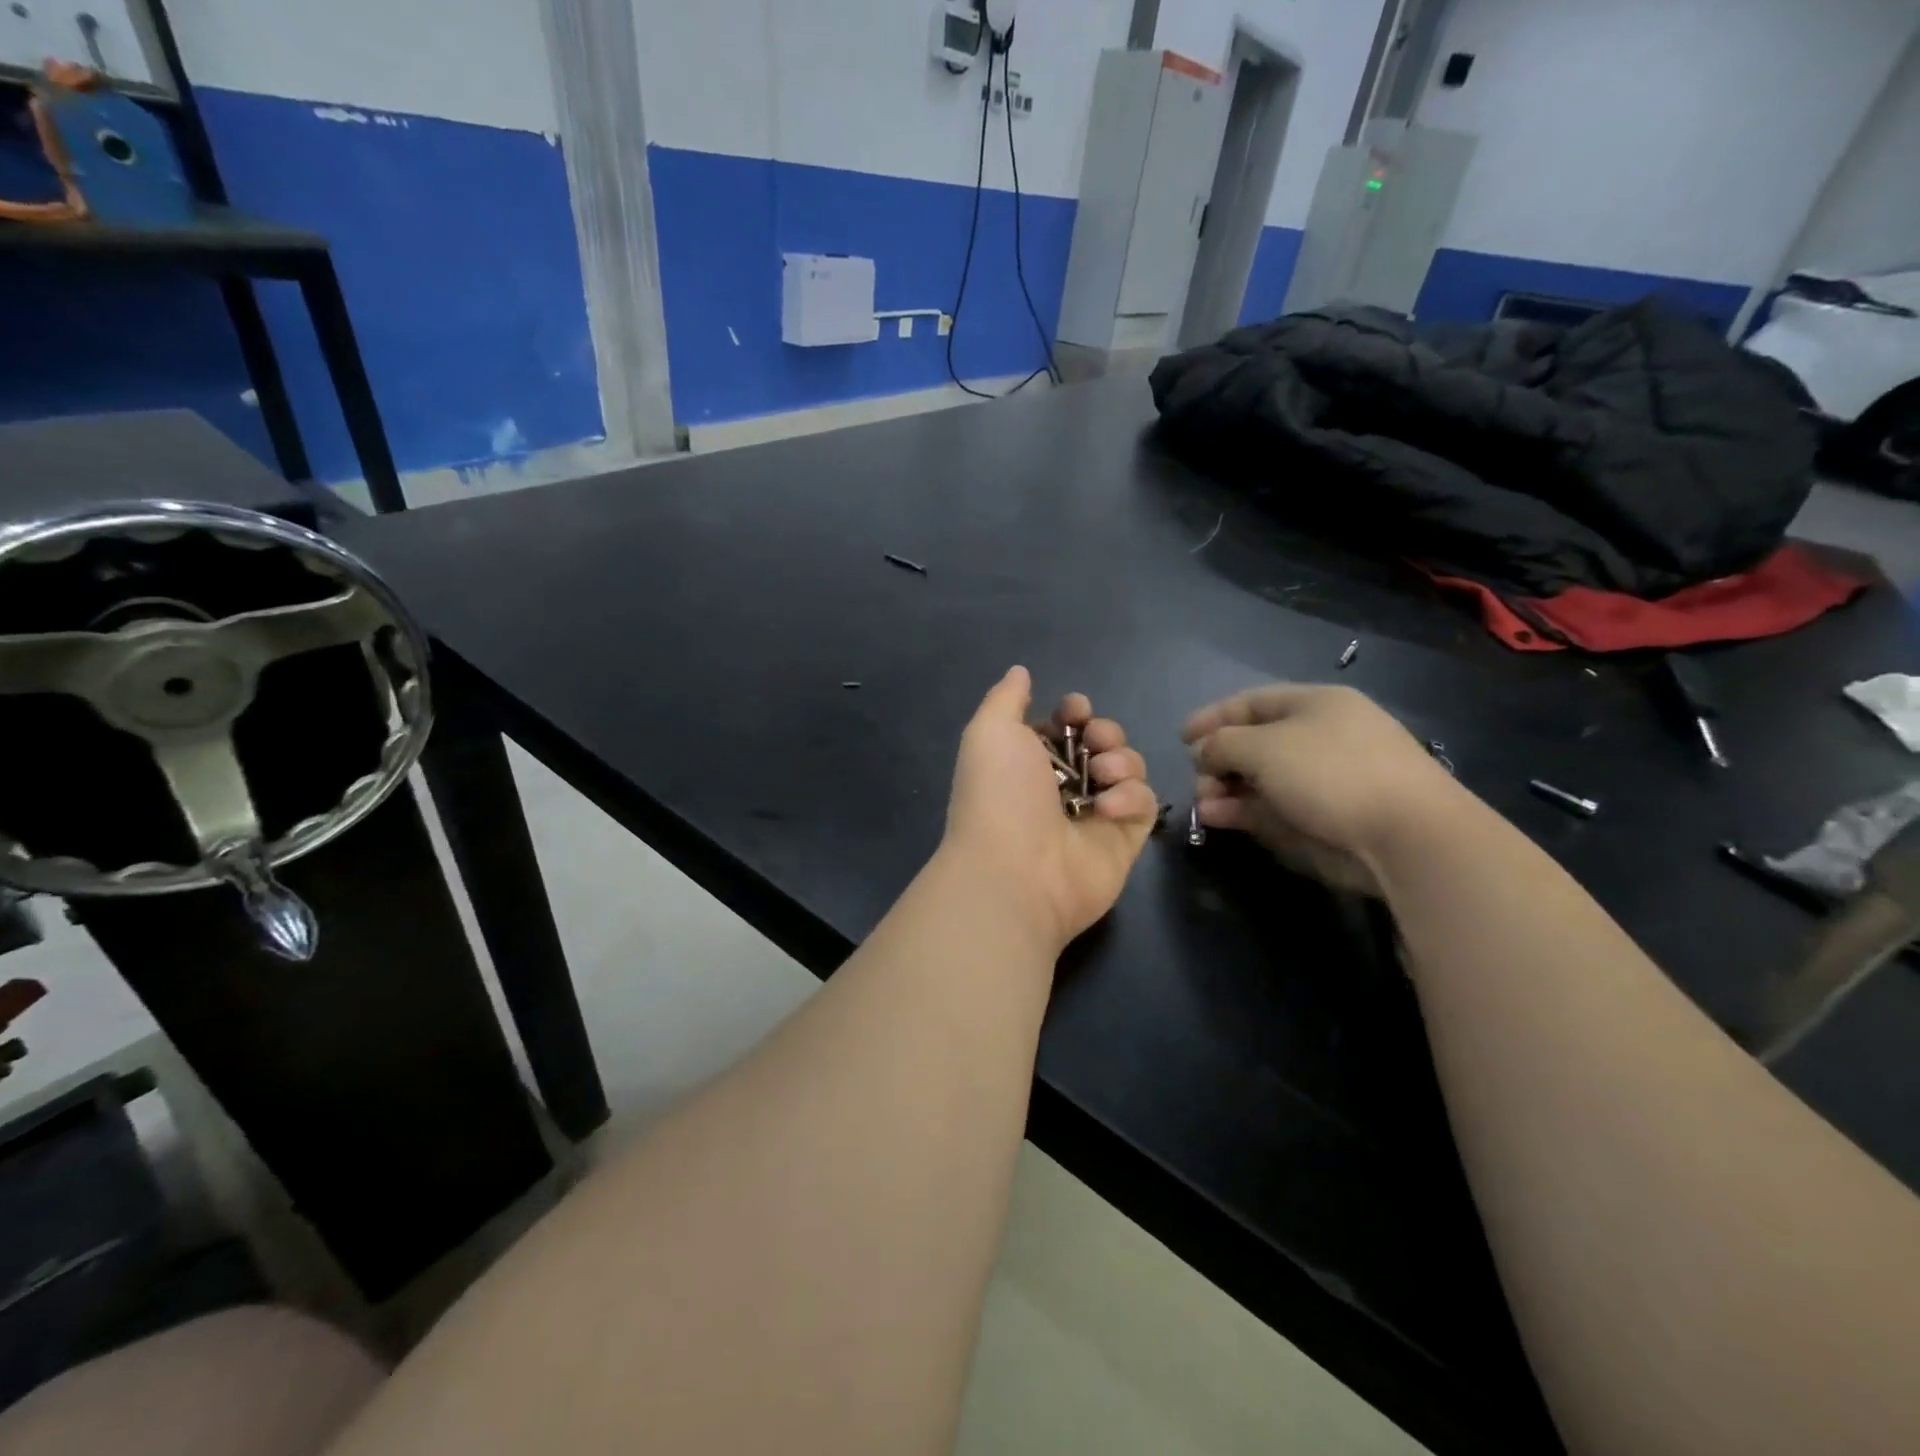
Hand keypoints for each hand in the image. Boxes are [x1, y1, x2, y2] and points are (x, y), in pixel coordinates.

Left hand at [943, 667, 1157, 950]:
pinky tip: (1107, 810)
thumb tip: (1020, 672)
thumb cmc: (1000, 795)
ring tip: (1102, 776)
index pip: (1066, 724)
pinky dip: (1130, 798)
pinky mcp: (1124, 839)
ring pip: (1128, 766)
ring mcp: (1095, 812)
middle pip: (1103, 740)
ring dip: (1120, 761)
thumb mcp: (990, 732)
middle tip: (1095, 745)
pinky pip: (1144, 802)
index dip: (1076, 710)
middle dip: (1105, 732)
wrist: (1017, 871)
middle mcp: (1062, 785)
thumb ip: (1006, 698)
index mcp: (1028, 759)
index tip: (1075, 710)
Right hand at [1182, 684, 1463, 895]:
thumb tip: (1205, 753)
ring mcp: (1325, 779)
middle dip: (1219, 760)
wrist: (1405, 835)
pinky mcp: (1328, 817)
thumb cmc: (1330, 772)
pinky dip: (1245, 811)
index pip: (1252, 702)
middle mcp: (1320, 737)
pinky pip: (1275, 807)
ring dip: (1226, 789)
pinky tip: (1218, 818)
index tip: (1182, 738)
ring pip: (1262, 780)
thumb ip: (1222, 744)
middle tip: (1198, 780)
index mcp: (1315, 704)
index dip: (1214, 717)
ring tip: (1204, 805)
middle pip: (1255, 743)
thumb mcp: (1262, 746)